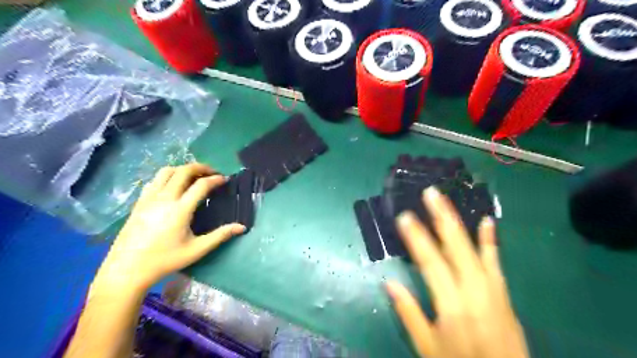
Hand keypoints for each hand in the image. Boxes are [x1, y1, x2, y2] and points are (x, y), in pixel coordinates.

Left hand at [93, 163, 243, 293]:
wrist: (127, 270)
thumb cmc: (165, 260)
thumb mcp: (197, 250)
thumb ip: (220, 235)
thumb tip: (241, 227)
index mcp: (180, 210)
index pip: (201, 185)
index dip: (215, 179)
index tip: (225, 179)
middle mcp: (164, 198)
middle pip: (183, 171)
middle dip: (201, 167)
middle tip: (212, 173)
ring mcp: (149, 198)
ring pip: (166, 171)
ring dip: (183, 169)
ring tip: (194, 176)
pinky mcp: (139, 202)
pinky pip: (155, 180)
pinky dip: (168, 176)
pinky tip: (173, 186)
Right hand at [385, 186, 530, 357]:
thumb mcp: (427, 347)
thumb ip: (409, 313)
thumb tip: (388, 283)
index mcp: (452, 305)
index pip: (430, 262)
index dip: (417, 237)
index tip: (405, 216)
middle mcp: (474, 291)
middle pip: (455, 247)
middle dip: (441, 217)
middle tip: (430, 192)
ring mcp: (493, 290)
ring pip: (474, 248)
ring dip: (459, 221)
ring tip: (447, 200)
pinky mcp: (503, 293)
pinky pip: (496, 261)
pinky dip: (490, 240)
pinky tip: (487, 221)